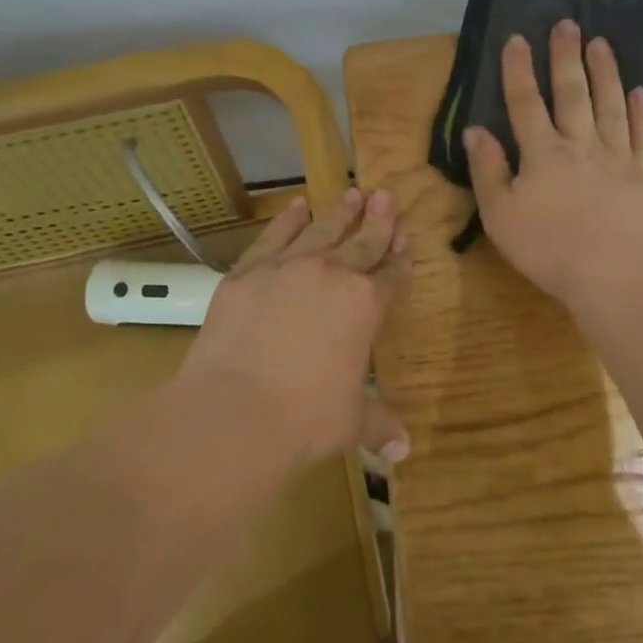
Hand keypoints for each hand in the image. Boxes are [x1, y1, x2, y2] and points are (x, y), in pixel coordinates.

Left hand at [179, 187, 409, 465]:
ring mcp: (288, 267)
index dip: (401, 258)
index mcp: (366, 306)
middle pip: (362, 242)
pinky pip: (274, 236)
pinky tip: (297, 206)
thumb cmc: (305, 419)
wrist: (235, 410)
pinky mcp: (248, 270)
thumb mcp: (350, 422)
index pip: (392, 276)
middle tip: (386, 195)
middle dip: (378, 219)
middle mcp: (332, 275)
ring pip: (322, 229)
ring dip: (340, 212)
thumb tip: (404, 450)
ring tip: (352, 192)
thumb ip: (379, 423)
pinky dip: (288, 219)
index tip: (406, 238)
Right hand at [465, 21, 642, 311]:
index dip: (519, 70)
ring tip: (602, 43)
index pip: (525, 102)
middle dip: (566, 57)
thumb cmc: (549, 248)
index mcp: (542, 153)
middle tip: (567, 24)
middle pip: (572, 94)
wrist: (617, 275)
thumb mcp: (501, 215)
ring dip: (605, 73)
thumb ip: (488, 170)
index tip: (517, 38)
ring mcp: (617, 158)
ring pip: (610, 105)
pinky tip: (641, 92)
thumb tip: (475, 130)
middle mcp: (580, 145)